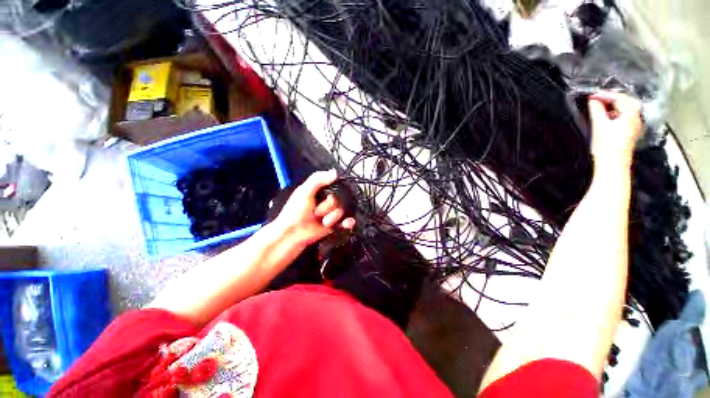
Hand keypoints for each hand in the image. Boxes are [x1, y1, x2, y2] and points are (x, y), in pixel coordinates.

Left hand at [273, 170, 355, 248]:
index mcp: (319, 191)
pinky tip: (346, 223)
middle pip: (340, 199)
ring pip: (342, 211)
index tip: (327, 195)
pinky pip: (346, 222)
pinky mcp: (334, 224)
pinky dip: (348, 222)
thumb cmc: (294, 213)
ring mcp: (330, 213)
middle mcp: (326, 202)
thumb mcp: (304, 191)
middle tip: (316, 211)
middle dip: (328, 206)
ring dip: (331, 217)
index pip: (335, 186)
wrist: (293, 234)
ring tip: (321, 220)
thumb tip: (334, 173)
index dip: (333, 190)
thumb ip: (318, 179)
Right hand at [588, 91, 642, 168]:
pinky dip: (616, 113)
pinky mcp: (630, 133)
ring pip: (627, 109)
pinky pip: (625, 117)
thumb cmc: (607, 146)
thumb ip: (596, 110)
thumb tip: (593, 100)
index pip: (618, 98)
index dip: (604, 95)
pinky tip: (608, 116)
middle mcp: (636, 118)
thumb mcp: (599, 125)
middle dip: (613, 98)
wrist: (613, 164)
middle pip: (627, 101)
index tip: (590, 96)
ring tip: (601, 105)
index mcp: (631, 114)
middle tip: (598, 98)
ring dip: (615, 105)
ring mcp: (635, 126)